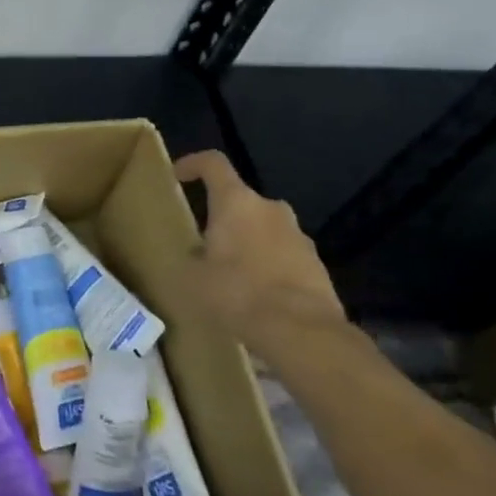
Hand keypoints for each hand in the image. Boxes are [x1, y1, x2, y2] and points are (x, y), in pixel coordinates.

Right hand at [171, 150, 346, 361]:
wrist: (302, 332)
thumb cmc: (237, 292)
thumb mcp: (192, 276)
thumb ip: (191, 256)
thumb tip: (196, 253)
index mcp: (236, 202)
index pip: (213, 164)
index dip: (193, 163)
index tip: (178, 175)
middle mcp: (270, 209)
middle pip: (241, 200)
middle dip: (223, 216)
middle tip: (205, 241)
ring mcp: (299, 236)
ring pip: (264, 228)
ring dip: (247, 242)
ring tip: (230, 273)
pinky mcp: (317, 264)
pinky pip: (283, 254)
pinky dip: (268, 265)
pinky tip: (256, 294)